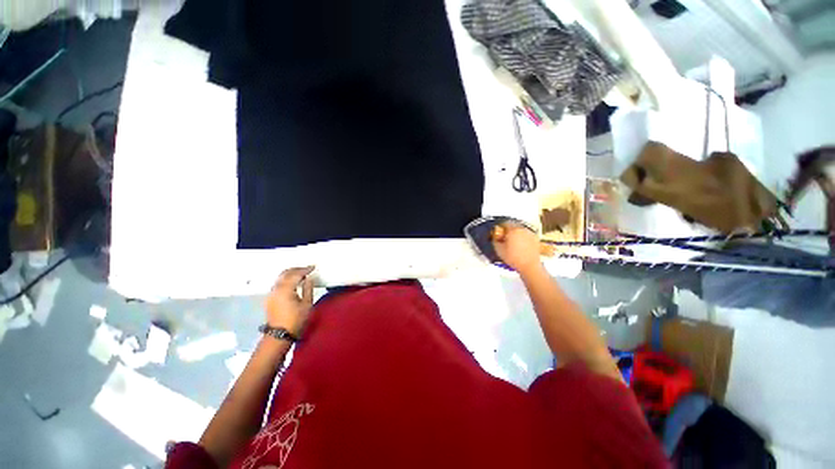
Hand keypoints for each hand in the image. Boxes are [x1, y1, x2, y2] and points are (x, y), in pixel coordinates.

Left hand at [264, 266, 314, 336]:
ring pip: (280, 278)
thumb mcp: (307, 304)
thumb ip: (308, 289)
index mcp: (285, 289)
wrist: (280, 334)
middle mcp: (276, 289)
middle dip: (296, 269)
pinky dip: (286, 280)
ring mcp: (271, 294)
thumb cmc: (296, 320)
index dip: (305, 269)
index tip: (313, 267)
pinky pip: (278, 284)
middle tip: (306, 269)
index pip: (295, 274)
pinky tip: (292, 283)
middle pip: (285, 273)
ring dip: (290, 274)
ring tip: (301, 274)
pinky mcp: (270, 298)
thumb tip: (308, 279)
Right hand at [492, 223, 543, 274]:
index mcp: (513, 230)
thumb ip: (495, 241)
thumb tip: (495, 238)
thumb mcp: (499, 250)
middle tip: (504, 238)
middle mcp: (522, 230)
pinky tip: (520, 246)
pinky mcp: (535, 239)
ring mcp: (530, 234)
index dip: (500, 228)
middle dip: (508, 231)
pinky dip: (523, 238)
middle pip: (513, 226)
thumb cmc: (515, 258)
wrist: (529, 266)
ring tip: (512, 243)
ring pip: (520, 230)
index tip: (499, 232)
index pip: (505, 223)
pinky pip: (526, 235)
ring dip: (516, 234)